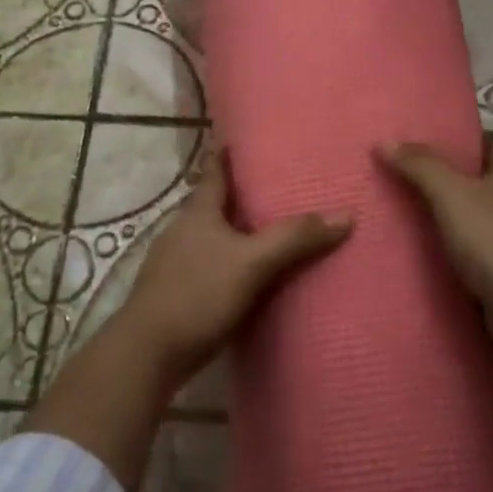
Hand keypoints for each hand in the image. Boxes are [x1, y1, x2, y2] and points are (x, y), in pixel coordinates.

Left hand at [117, 149, 352, 383]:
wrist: (147, 353)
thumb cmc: (198, 295)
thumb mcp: (252, 263)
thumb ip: (295, 238)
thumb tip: (345, 215)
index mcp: (198, 213)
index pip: (214, 171)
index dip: (225, 154)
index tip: (239, 137)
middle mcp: (182, 230)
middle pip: (213, 204)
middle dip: (239, 195)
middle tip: (274, 187)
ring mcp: (174, 263)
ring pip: (210, 237)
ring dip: (234, 232)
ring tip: (268, 231)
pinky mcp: (175, 293)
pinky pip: (208, 266)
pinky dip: (228, 263)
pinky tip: (246, 277)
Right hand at [377, 137, 492, 371]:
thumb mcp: (453, 194)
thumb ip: (421, 166)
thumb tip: (385, 140)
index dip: (463, 138)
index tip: (424, 139)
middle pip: (478, 183)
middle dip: (443, 180)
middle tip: (398, 175)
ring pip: (471, 222)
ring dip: (442, 221)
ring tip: (395, 213)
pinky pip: (469, 258)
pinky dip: (447, 257)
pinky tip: (415, 256)